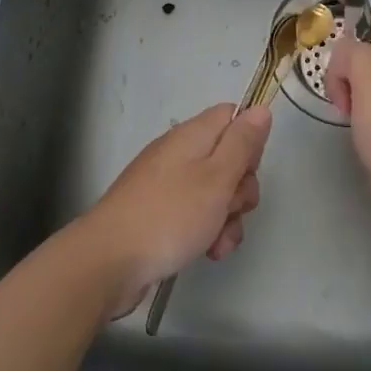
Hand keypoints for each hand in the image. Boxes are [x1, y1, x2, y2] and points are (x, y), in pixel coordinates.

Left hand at [83, 103, 270, 313]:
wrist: (109, 262)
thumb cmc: (170, 215)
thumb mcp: (217, 177)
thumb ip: (242, 143)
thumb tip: (260, 109)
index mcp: (192, 135)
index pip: (232, 116)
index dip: (249, 140)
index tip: (249, 168)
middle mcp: (179, 153)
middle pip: (228, 157)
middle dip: (241, 187)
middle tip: (233, 207)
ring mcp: (167, 184)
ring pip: (215, 191)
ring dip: (227, 217)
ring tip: (219, 241)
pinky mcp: (159, 213)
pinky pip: (195, 214)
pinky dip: (207, 231)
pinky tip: (208, 253)